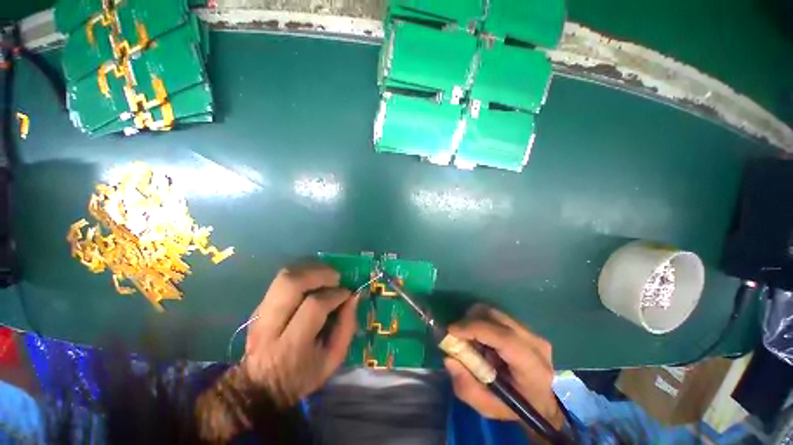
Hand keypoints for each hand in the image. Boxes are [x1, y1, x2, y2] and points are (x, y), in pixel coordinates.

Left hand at [242, 263, 356, 406]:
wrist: (259, 387)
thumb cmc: (302, 375)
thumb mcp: (332, 359)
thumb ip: (347, 327)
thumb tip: (354, 296)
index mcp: (291, 346)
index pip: (314, 306)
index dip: (335, 295)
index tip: (347, 293)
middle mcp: (270, 326)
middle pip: (291, 284)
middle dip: (319, 274)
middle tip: (336, 278)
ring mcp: (260, 313)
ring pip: (284, 276)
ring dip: (310, 269)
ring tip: (326, 275)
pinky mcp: (259, 306)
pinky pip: (281, 279)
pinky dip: (302, 272)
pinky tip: (314, 278)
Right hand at [444, 304, 563, 429]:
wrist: (543, 403)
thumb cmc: (515, 408)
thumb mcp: (488, 407)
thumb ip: (467, 386)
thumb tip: (449, 359)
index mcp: (532, 368)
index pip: (504, 338)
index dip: (475, 329)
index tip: (451, 331)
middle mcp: (535, 343)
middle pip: (496, 317)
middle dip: (470, 321)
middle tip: (456, 334)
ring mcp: (532, 332)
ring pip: (495, 313)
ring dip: (475, 320)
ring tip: (470, 338)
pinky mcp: (526, 327)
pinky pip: (497, 316)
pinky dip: (483, 322)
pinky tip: (482, 339)